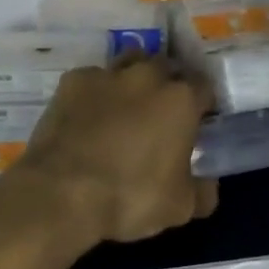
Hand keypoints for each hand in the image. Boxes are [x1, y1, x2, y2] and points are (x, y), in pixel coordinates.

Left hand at [14, 53, 218, 245]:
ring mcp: (107, 74)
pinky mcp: (73, 81)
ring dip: (134, 77)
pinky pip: (92, 78)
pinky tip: (89, 113)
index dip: (203, 103)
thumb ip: (202, 191)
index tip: (198, 120)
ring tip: (127, 104)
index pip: (204, 87)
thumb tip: (207, 185)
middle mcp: (147, 76)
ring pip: (130, 61)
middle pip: (167, 66)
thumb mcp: (180, 207)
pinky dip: (96, 91)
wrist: (62, 191)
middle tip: (162, 111)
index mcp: (181, 99)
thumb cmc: (130, 196)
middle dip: (169, 83)